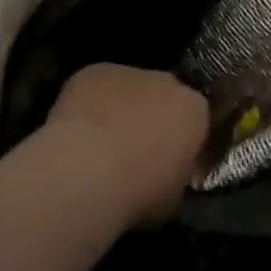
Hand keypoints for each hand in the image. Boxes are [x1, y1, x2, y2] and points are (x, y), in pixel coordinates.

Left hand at [47, 64, 209, 225]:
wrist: (88, 169)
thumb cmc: (138, 193)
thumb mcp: (171, 200)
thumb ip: (176, 178)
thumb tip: (168, 177)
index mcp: (194, 111)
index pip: (195, 119)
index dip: (180, 140)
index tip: (166, 164)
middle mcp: (168, 82)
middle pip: (163, 96)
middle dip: (152, 118)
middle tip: (133, 153)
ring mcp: (130, 72)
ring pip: (128, 89)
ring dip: (120, 110)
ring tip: (98, 146)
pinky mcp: (95, 71)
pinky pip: (96, 88)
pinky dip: (89, 105)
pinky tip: (75, 134)